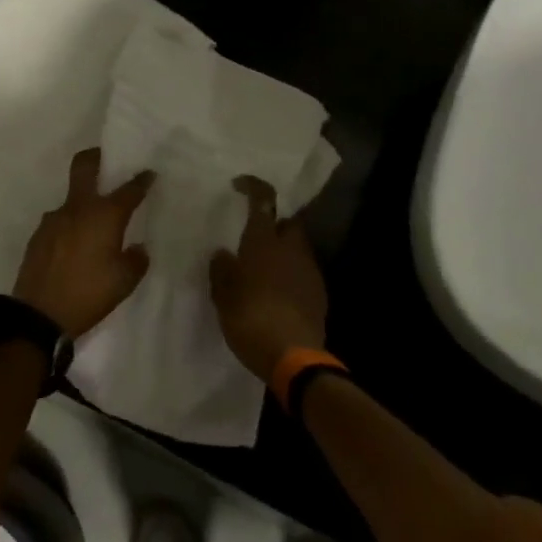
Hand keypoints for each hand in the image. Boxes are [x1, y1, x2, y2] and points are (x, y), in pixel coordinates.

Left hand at [13, 148, 154, 338]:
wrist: (39, 314)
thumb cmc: (89, 294)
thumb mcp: (124, 282)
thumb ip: (136, 260)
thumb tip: (138, 248)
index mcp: (104, 215)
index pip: (128, 190)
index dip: (141, 180)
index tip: (149, 173)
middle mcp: (78, 209)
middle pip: (84, 166)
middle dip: (97, 157)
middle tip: (107, 159)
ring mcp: (53, 219)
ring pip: (71, 198)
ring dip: (84, 201)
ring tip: (94, 224)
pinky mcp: (39, 235)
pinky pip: (60, 220)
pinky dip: (71, 225)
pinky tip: (76, 246)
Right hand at [209, 175, 328, 386]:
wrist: (294, 357)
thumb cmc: (250, 320)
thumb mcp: (223, 297)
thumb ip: (222, 271)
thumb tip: (222, 253)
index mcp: (263, 243)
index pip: (263, 200)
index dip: (253, 186)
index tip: (240, 185)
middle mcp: (290, 249)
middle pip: (287, 222)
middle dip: (274, 223)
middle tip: (255, 237)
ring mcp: (309, 270)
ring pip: (297, 247)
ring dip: (282, 251)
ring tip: (263, 269)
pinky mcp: (319, 292)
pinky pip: (303, 272)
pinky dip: (291, 274)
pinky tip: (277, 293)